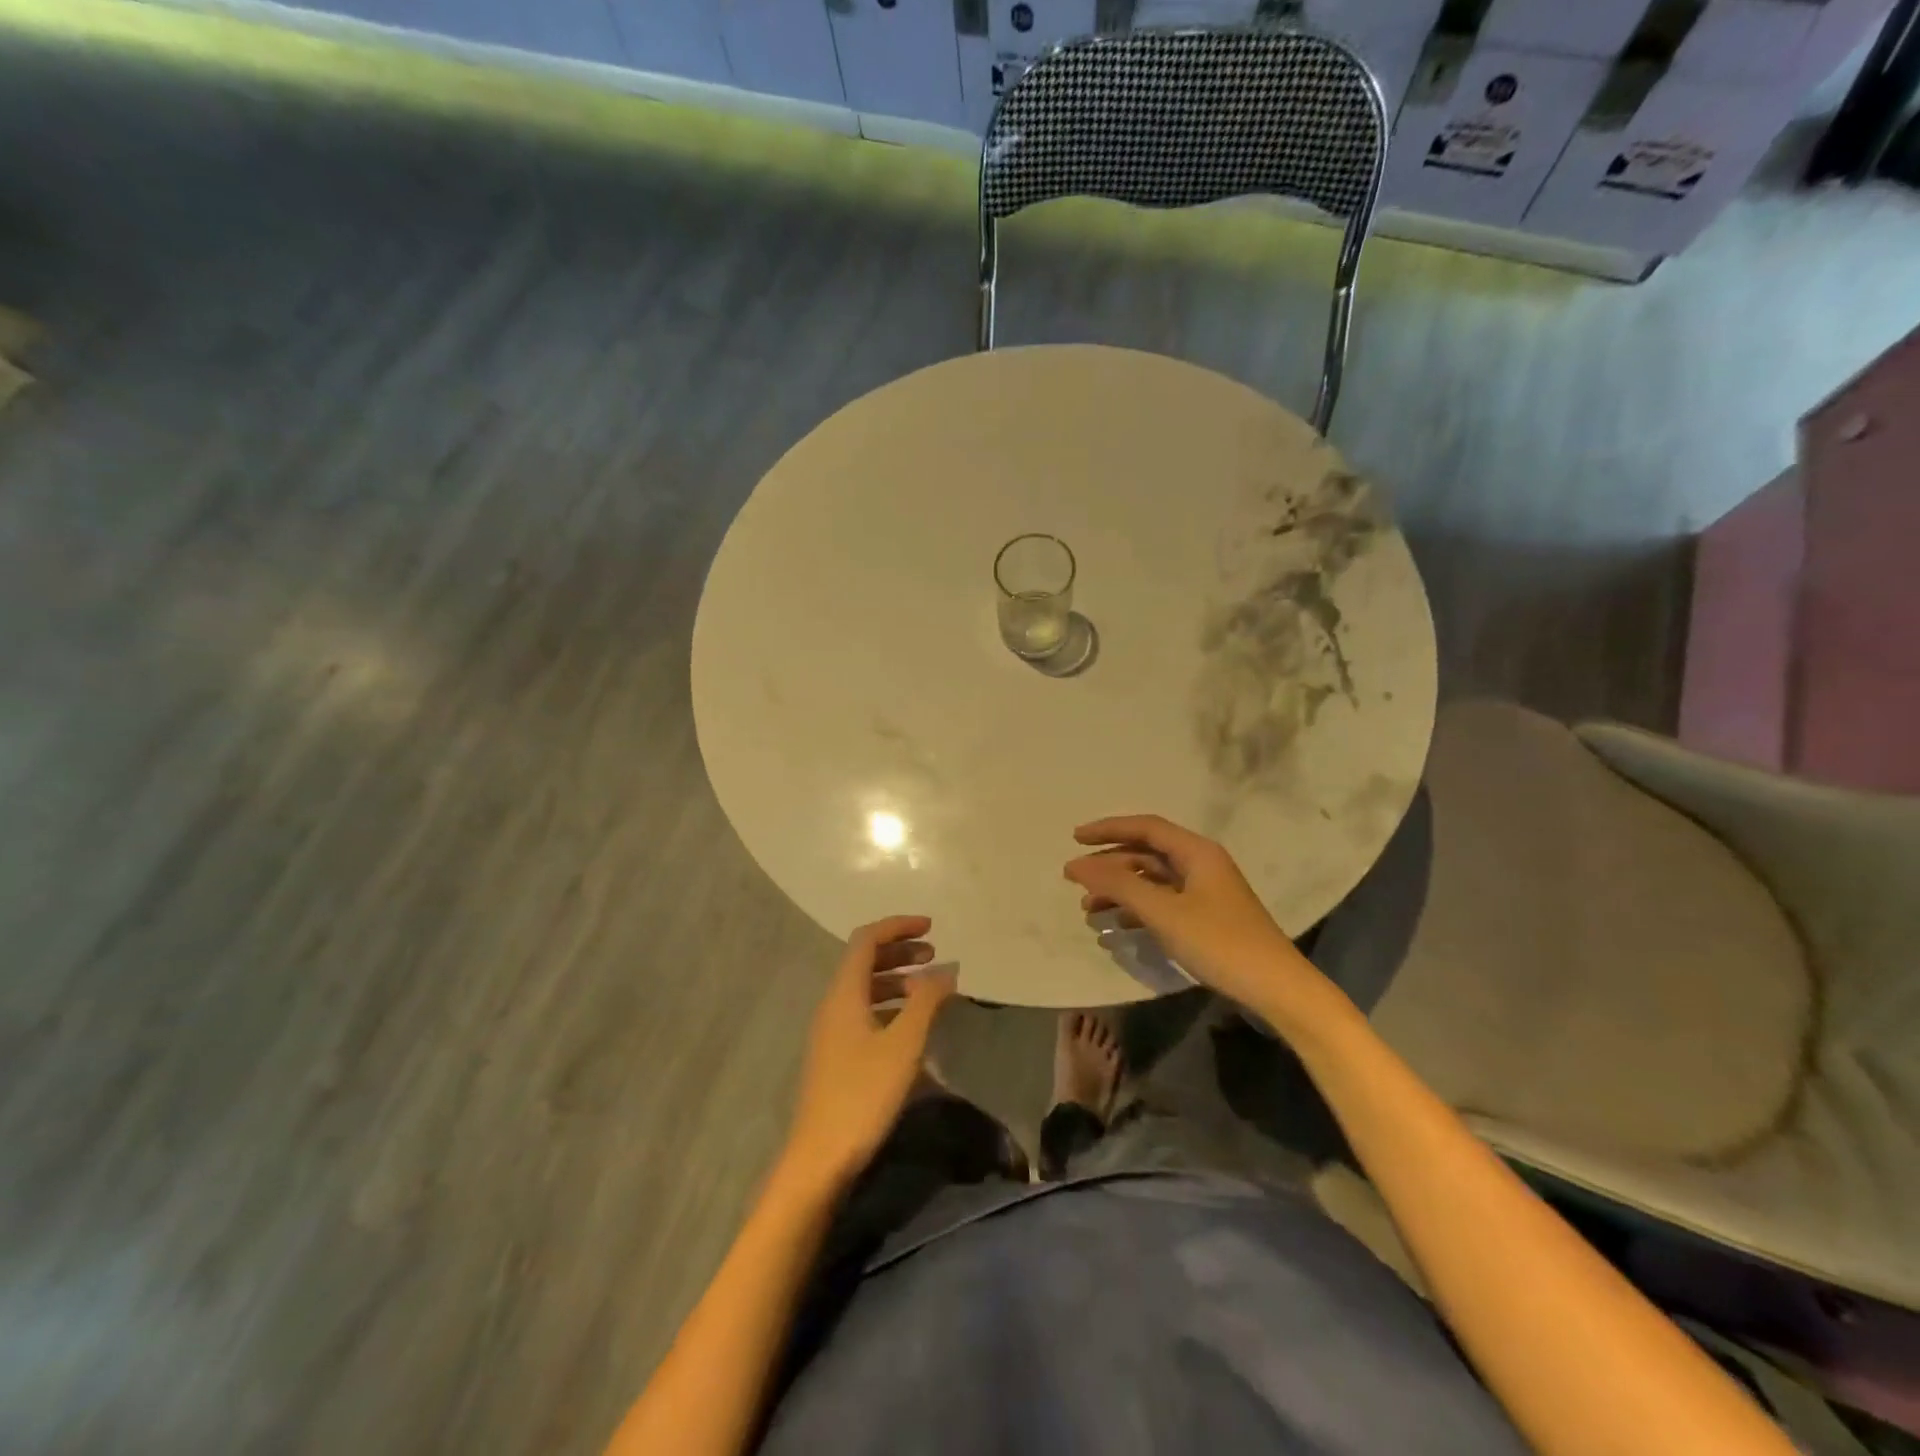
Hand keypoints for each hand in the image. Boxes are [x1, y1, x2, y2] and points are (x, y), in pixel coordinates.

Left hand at [782, 916, 956, 1190]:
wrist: (820, 1157)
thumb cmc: (863, 1094)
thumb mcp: (903, 1045)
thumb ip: (927, 1002)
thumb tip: (947, 968)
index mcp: (844, 994)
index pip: (866, 940)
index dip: (898, 926)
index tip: (931, 927)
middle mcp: (833, 1004)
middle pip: (864, 960)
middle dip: (900, 951)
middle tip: (934, 954)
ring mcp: (831, 1031)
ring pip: (864, 987)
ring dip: (896, 978)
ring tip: (928, 988)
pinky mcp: (836, 1054)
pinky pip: (863, 1011)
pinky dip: (889, 1004)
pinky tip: (911, 1024)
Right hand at [1064, 815, 1328, 1012]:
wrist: (1276, 988)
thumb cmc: (1219, 941)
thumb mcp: (1163, 912)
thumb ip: (1118, 885)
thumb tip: (1077, 865)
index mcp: (1196, 852)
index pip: (1145, 827)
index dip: (1108, 829)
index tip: (1075, 839)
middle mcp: (1200, 864)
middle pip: (1145, 854)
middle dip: (1109, 866)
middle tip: (1074, 880)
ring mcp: (1204, 892)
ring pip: (1151, 881)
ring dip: (1119, 891)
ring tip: (1088, 910)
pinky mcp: (1205, 918)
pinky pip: (1161, 903)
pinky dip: (1136, 910)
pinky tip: (1114, 928)